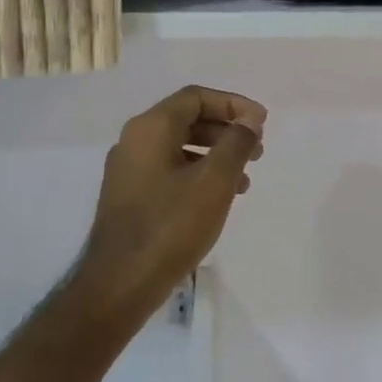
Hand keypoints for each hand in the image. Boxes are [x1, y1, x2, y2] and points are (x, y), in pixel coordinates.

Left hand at [75, 86, 266, 315]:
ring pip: (179, 146)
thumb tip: (249, 120)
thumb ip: (236, 144)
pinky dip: (198, 173)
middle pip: (187, 119)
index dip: (233, 104)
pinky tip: (217, 198)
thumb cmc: (171, 226)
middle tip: (257, 150)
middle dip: (226, 130)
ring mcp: (129, 170)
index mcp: (150, 128)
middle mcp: (134, 141)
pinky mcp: (130, 196)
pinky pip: (169, 169)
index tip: (261, 123)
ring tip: (244, 179)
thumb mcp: (214, 181)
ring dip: (215, 154)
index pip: (196, 98)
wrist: (120, 284)